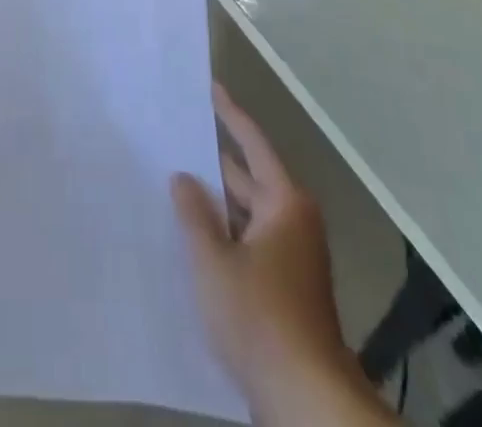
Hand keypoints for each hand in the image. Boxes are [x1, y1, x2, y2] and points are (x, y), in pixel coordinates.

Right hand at [173, 86, 395, 425]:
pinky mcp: (286, 286)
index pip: (253, 143)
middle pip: (250, 176)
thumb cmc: (259, 318)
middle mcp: (293, 221)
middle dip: (214, 160)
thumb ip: (194, 214)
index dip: (229, 114)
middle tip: (177, 136)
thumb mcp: (213, 261)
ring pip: (247, 212)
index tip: (210, 87)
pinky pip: (250, 239)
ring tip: (176, 180)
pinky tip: (195, 234)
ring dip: (217, 200)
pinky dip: (225, 230)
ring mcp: (292, 256)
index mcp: (284, 203)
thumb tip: (183, 178)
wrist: (306, 400)